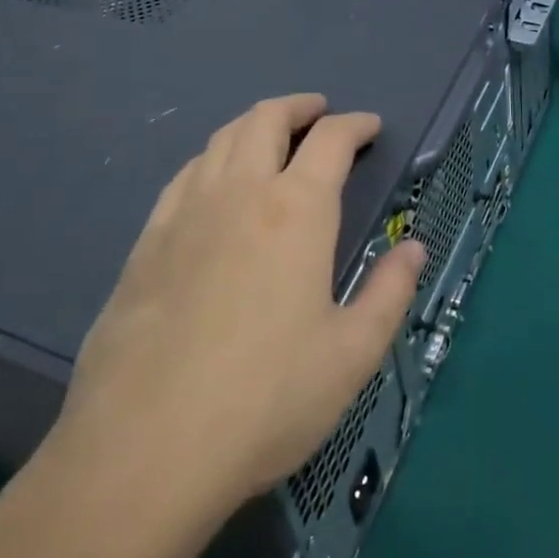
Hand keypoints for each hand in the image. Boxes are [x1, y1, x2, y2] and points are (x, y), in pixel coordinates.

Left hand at [48, 94, 424, 512]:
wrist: (145, 450)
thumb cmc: (266, 401)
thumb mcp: (352, 354)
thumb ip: (389, 291)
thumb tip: (413, 247)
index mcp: (295, 212)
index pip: (331, 141)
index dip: (355, 125)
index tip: (370, 127)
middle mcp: (238, 194)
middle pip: (266, 120)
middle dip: (298, 107)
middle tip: (318, 113)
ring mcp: (184, 214)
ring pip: (220, 140)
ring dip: (253, 125)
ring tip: (271, 137)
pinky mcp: (145, 243)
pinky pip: (183, 176)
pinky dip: (211, 160)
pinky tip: (213, 183)